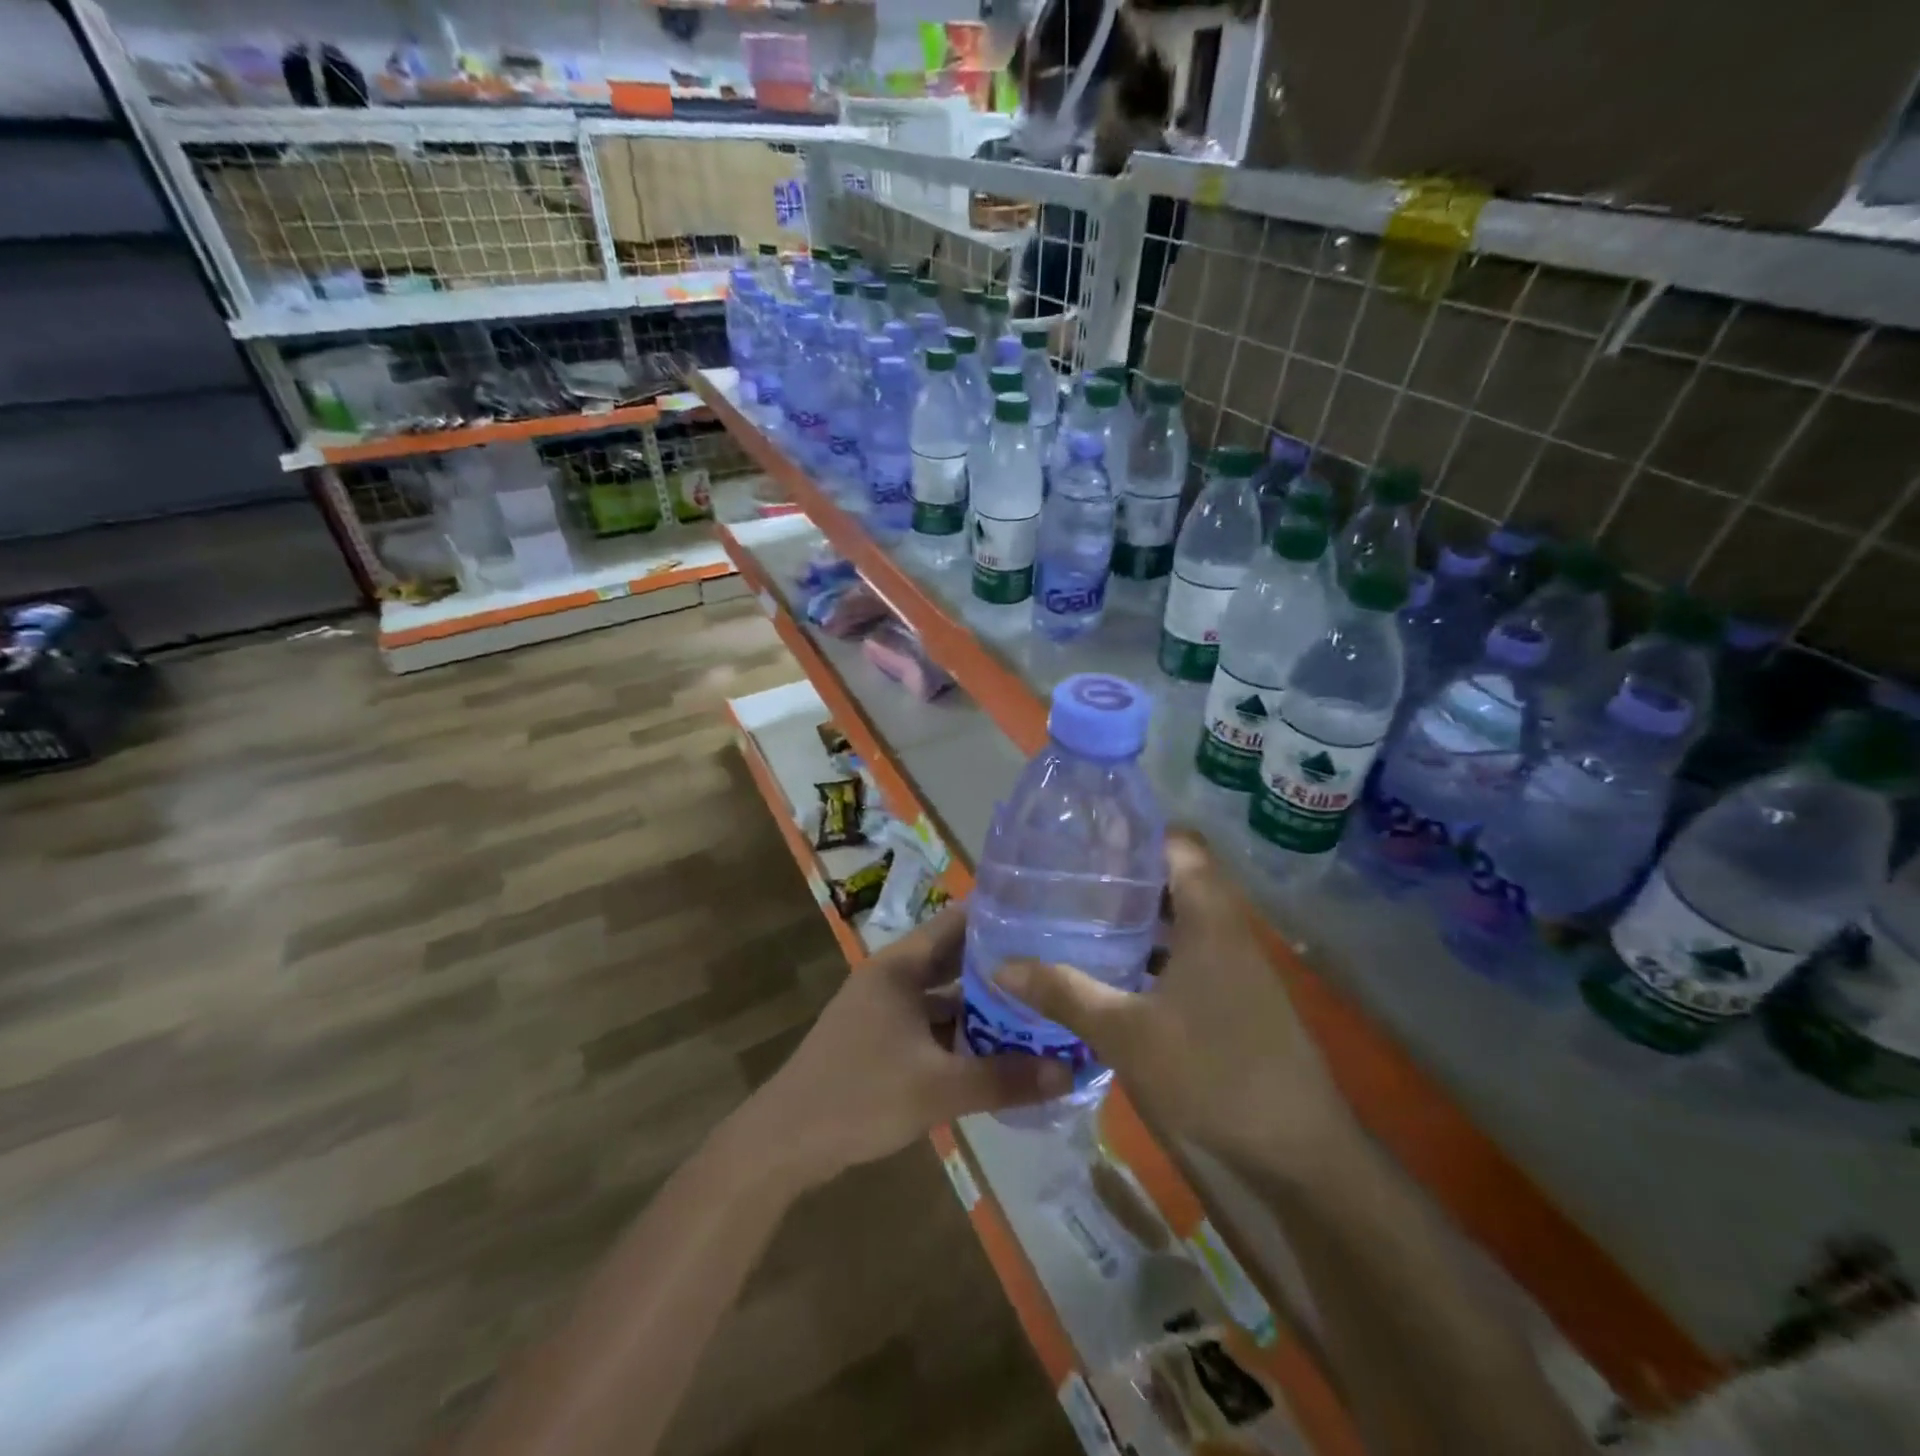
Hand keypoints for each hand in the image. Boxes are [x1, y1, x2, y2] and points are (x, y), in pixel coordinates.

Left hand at [747, 904, 1073, 1184]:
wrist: (784, 1142)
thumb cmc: (860, 1095)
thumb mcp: (938, 1088)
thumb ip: (1004, 1078)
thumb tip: (1070, 1071)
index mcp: (900, 966)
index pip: (958, 922)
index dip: (1001, 918)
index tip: (1048, 921)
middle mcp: (893, 978)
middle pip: (955, 960)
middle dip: (1001, 967)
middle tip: (1054, 969)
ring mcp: (884, 1010)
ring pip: (945, 997)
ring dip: (983, 1007)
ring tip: (1040, 1011)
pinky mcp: (881, 1041)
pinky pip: (932, 1026)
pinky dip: (962, 1035)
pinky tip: (999, 1052)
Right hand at [995, 830, 1354, 1179]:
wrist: (1299, 1154)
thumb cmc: (1214, 1073)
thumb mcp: (1126, 1033)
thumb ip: (1065, 994)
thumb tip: (1001, 966)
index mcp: (1210, 917)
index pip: (1177, 844)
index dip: (1134, 835)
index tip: (1086, 840)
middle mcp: (1228, 928)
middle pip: (1175, 879)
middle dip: (1125, 877)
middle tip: (1070, 881)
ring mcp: (1238, 965)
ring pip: (1182, 920)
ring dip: (1139, 918)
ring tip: (1082, 919)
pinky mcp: (1238, 998)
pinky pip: (1190, 954)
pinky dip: (1155, 953)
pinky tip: (1116, 973)